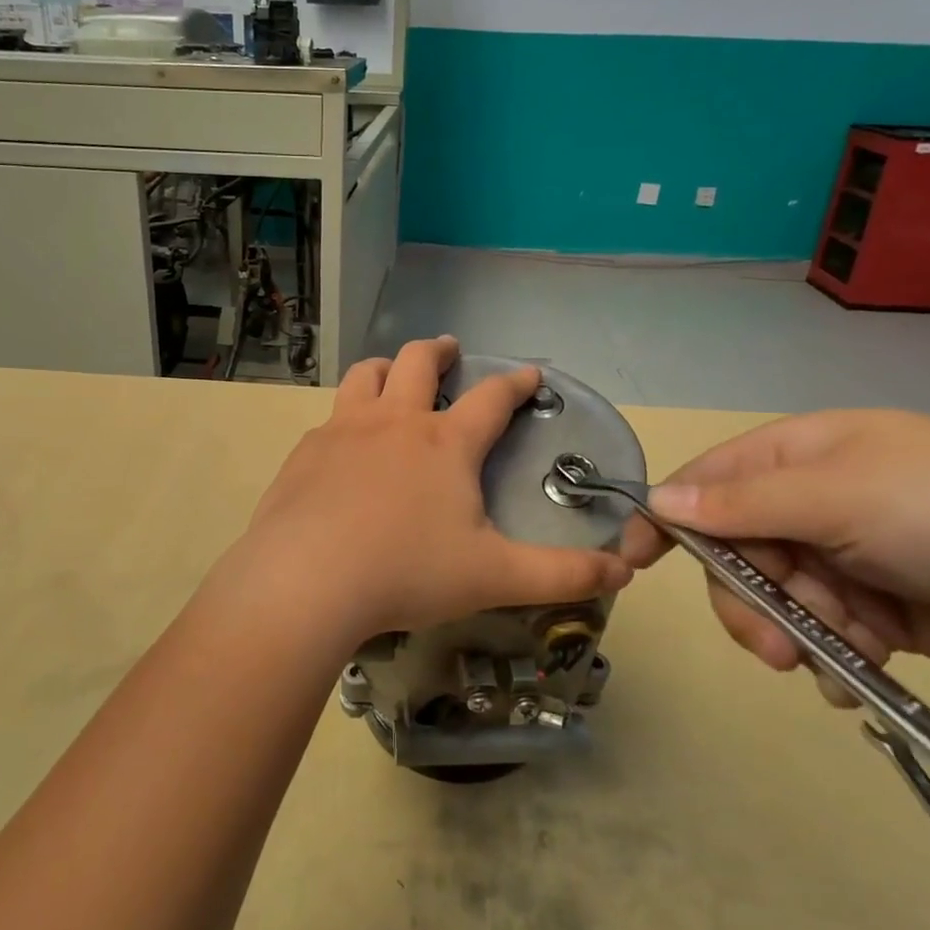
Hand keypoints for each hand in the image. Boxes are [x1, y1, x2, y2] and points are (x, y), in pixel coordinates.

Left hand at [223, 337, 631, 649]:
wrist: (306, 579)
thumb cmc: (406, 571)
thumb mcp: (495, 577)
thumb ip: (562, 574)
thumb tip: (624, 571)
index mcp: (444, 443)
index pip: (491, 398)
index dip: (515, 382)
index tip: (529, 373)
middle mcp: (393, 422)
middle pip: (416, 362)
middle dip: (438, 351)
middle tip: (448, 350)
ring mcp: (343, 431)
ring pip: (364, 376)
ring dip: (384, 367)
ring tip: (391, 373)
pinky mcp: (305, 453)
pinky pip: (329, 420)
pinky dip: (345, 418)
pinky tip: (343, 444)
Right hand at [619, 410, 929, 690]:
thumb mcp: (839, 495)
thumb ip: (743, 504)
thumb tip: (657, 500)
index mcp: (792, 460)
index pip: (702, 484)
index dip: (663, 520)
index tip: (632, 564)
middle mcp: (805, 507)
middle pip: (732, 556)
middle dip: (746, 601)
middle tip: (775, 646)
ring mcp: (838, 561)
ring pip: (772, 603)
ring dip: (793, 634)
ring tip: (837, 658)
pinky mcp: (873, 613)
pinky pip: (819, 638)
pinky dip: (829, 660)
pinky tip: (854, 677)